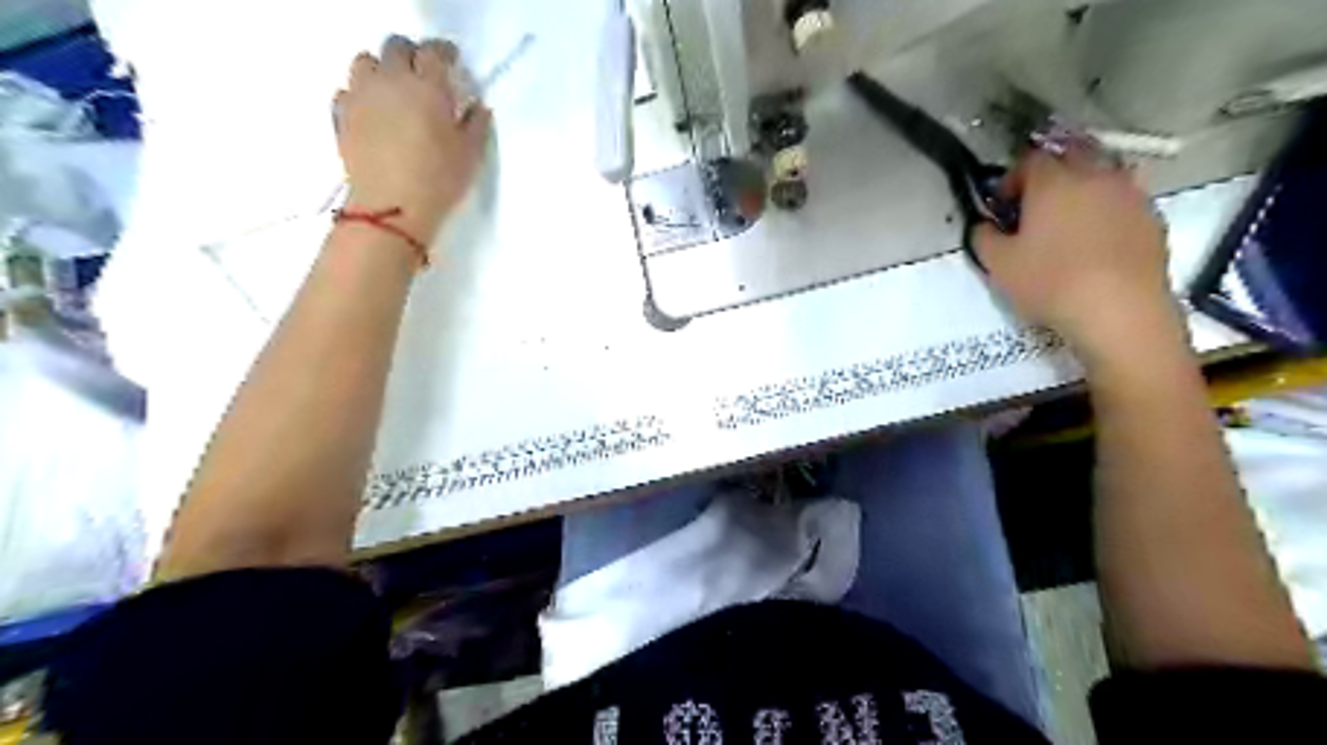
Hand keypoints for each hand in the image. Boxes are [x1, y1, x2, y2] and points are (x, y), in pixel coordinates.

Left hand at [339, 36, 492, 243]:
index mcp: (427, 86)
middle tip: (423, 73)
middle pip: (395, 46)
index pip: (433, 52)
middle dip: (411, 54)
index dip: (443, 53)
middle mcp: (391, 80)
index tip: (451, 61)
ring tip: (393, 89)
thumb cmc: (439, 180)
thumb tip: (478, 107)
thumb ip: (476, 125)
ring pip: (366, 61)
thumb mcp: (471, 155)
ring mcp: (361, 94)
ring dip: (381, 68)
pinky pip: (348, 90)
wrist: (392, 207)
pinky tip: (373, 112)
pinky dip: (361, 94)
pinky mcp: (342, 114)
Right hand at [973, 147, 1182, 362]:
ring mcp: (1130, 194)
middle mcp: (1095, 176)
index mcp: (1053, 181)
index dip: (1011, 180)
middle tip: (1035, 209)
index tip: (1003, 206)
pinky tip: (1095, 244)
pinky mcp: (1152, 218)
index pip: (1029, 160)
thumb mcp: (998, 265)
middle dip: (1050, 177)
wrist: (1120, 309)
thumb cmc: (1050, 282)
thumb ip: (983, 237)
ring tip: (1067, 226)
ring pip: (1100, 177)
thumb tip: (983, 226)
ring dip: (1081, 192)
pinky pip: (1122, 202)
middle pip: (1070, 157)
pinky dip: (1106, 212)